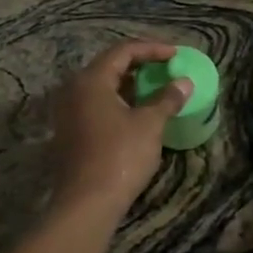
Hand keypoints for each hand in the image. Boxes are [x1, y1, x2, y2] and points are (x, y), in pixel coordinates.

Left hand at [50, 40, 192, 218]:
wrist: (86, 203)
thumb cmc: (120, 156)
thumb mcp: (149, 124)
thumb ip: (167, 98)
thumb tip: (184, 82)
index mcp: (91, 80)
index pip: (123, 51)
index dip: (152, 49)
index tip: (175, 55)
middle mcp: (74, 90)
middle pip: (109, 66)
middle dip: (140, 64)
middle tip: (166, 68)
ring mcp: (68, 112)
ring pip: (102, 87)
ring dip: (130, 84)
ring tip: (156, 88)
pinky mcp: (70, 131)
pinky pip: (96, 104)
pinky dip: (119, 101)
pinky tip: (138, 112)